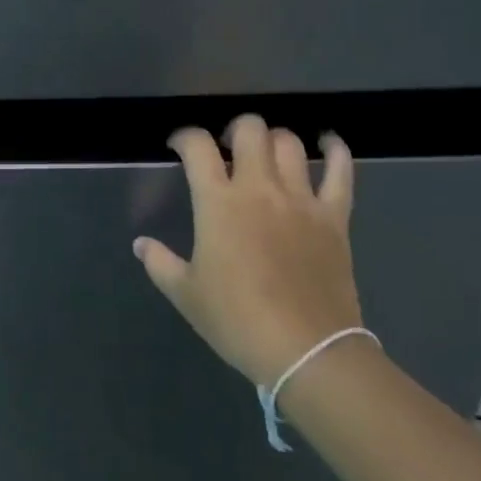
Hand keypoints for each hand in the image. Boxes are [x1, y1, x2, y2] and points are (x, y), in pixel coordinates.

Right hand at [133, 113, 362, 386]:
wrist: (306, 350)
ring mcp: (301, 199)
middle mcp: (259, 188)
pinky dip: (335, 150)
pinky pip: (340, 171)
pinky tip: (328, 143)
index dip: (184, 137)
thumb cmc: (237, 321)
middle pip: (249, 130)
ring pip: (289, 143)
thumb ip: (159, 263)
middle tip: (227, 149)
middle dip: (233, 129)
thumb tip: (140, 244)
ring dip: (273, 139)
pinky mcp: (334, 216)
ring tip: (266, 154)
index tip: (179, 146)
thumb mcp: (186, 295)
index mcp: (218, 203)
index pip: (197, 147)